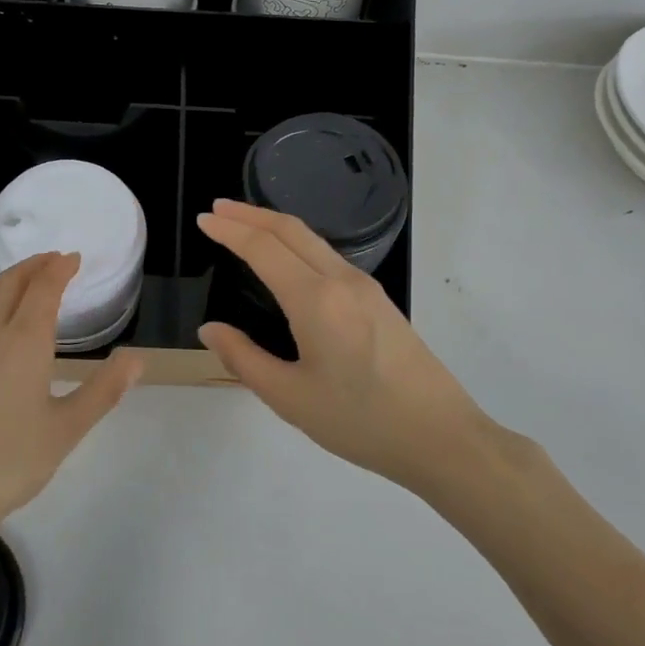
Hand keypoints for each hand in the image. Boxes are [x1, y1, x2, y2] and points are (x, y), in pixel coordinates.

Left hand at [0, 252, 141, 547]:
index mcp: (23, 342)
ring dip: (7, 282)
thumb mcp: (67, 429)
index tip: (74, 257)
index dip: (59, 268)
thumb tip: (137, 358)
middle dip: (33, 266)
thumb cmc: (9, 462)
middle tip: (53, 260)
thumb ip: (103, 390)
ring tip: (24, 284)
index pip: (43, 289)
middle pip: (9, 284)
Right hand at [196, 200, 493, 493]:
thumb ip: (243, 359)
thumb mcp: (290, 397)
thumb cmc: (360, 421)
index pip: (263, 248)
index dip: (229, 230)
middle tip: (217, 208)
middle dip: (250, 214)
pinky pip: (328, 256)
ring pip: (312, 240)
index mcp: (315, 300)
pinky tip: (287, 259)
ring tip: (245, 226)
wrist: (441, 437)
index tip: (203, 219)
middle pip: (290, 230)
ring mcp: (365, 287)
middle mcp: (341, 280)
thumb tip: (210, 329)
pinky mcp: (379, 300)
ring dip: (275, 226)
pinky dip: (297, 244)